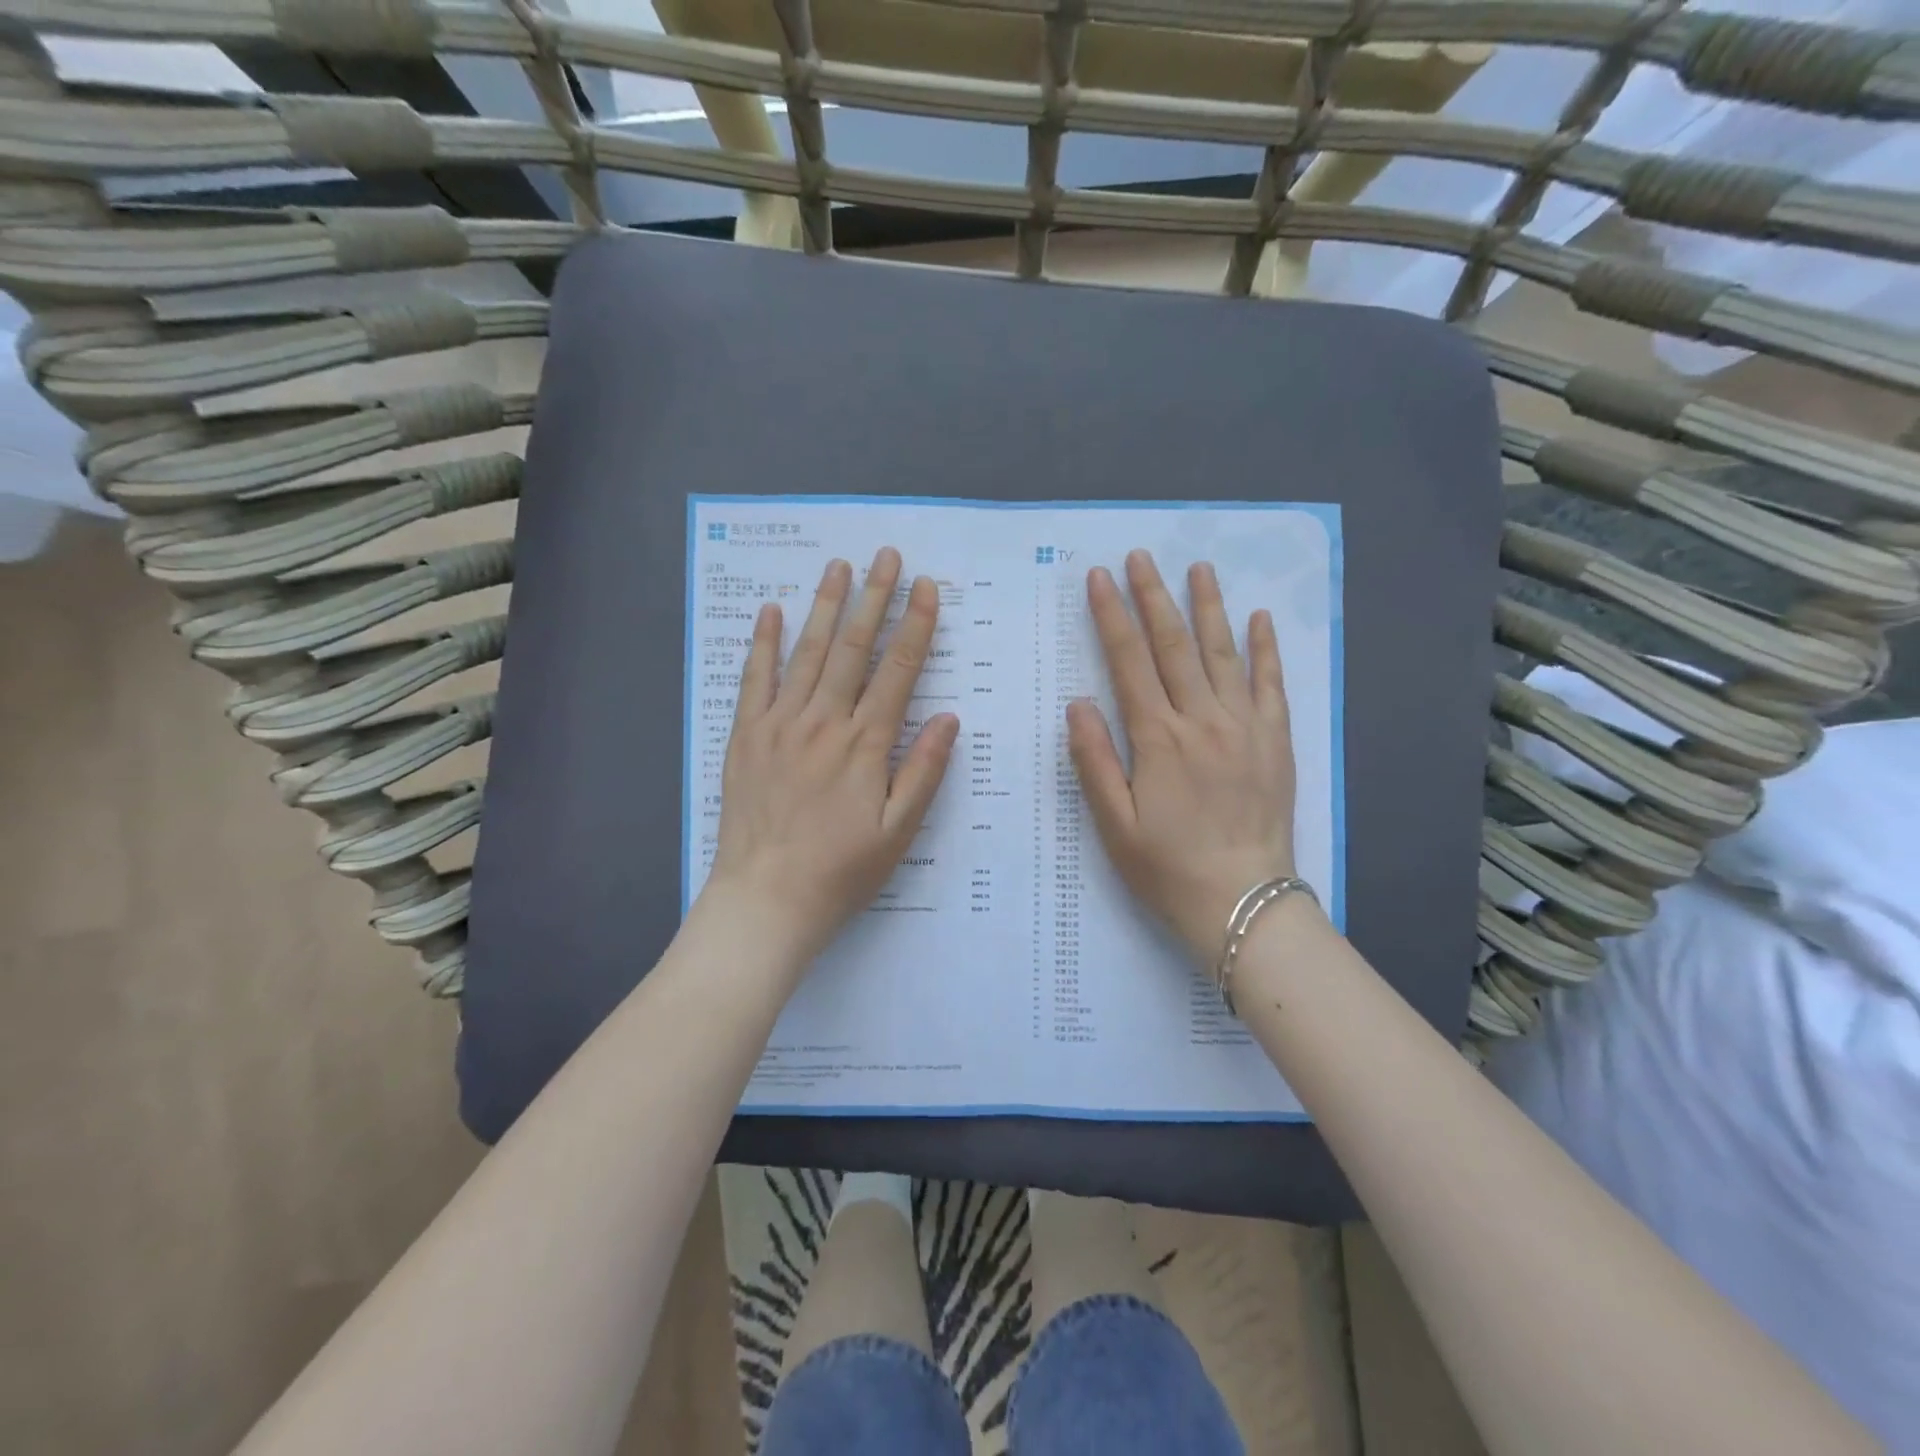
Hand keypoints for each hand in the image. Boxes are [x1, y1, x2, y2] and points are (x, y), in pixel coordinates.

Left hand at [706, 547, 959, 973]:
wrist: (767, 899)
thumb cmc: (842, 870)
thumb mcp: (899, 830)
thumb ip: (923, 770)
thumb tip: (948, 716)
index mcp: (865, 744)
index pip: (898, 671)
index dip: (915, 626)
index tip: (926, 587)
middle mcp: (824, 722)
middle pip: (854, 649)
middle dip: (874, 598)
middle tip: (887, 555)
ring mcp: (780, 725)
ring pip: (807, 653)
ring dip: (825, 607)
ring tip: (839, 567)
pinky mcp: (746, 736)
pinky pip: (755, 680)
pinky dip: (763, 643)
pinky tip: (771, 611)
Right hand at [1069, 550, 1298, 965]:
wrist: (1242, 902)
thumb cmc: (1167, 867)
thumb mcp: (1113, 824)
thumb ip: (1094, 760)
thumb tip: (1079, 703)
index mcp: (1157, 739)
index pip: (1129, 662)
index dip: (1112, 616)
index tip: (1099, 578)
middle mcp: (1201, 720)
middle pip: (1174, 646)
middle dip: (1153, 597)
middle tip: (1140, 557)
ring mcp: (1244, 727)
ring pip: (1223, 654)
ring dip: (1208, 607)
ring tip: (1198, 569)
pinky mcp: (1275, 741)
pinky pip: (1270, 685)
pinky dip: (1265, 649)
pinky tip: (1259, 618)